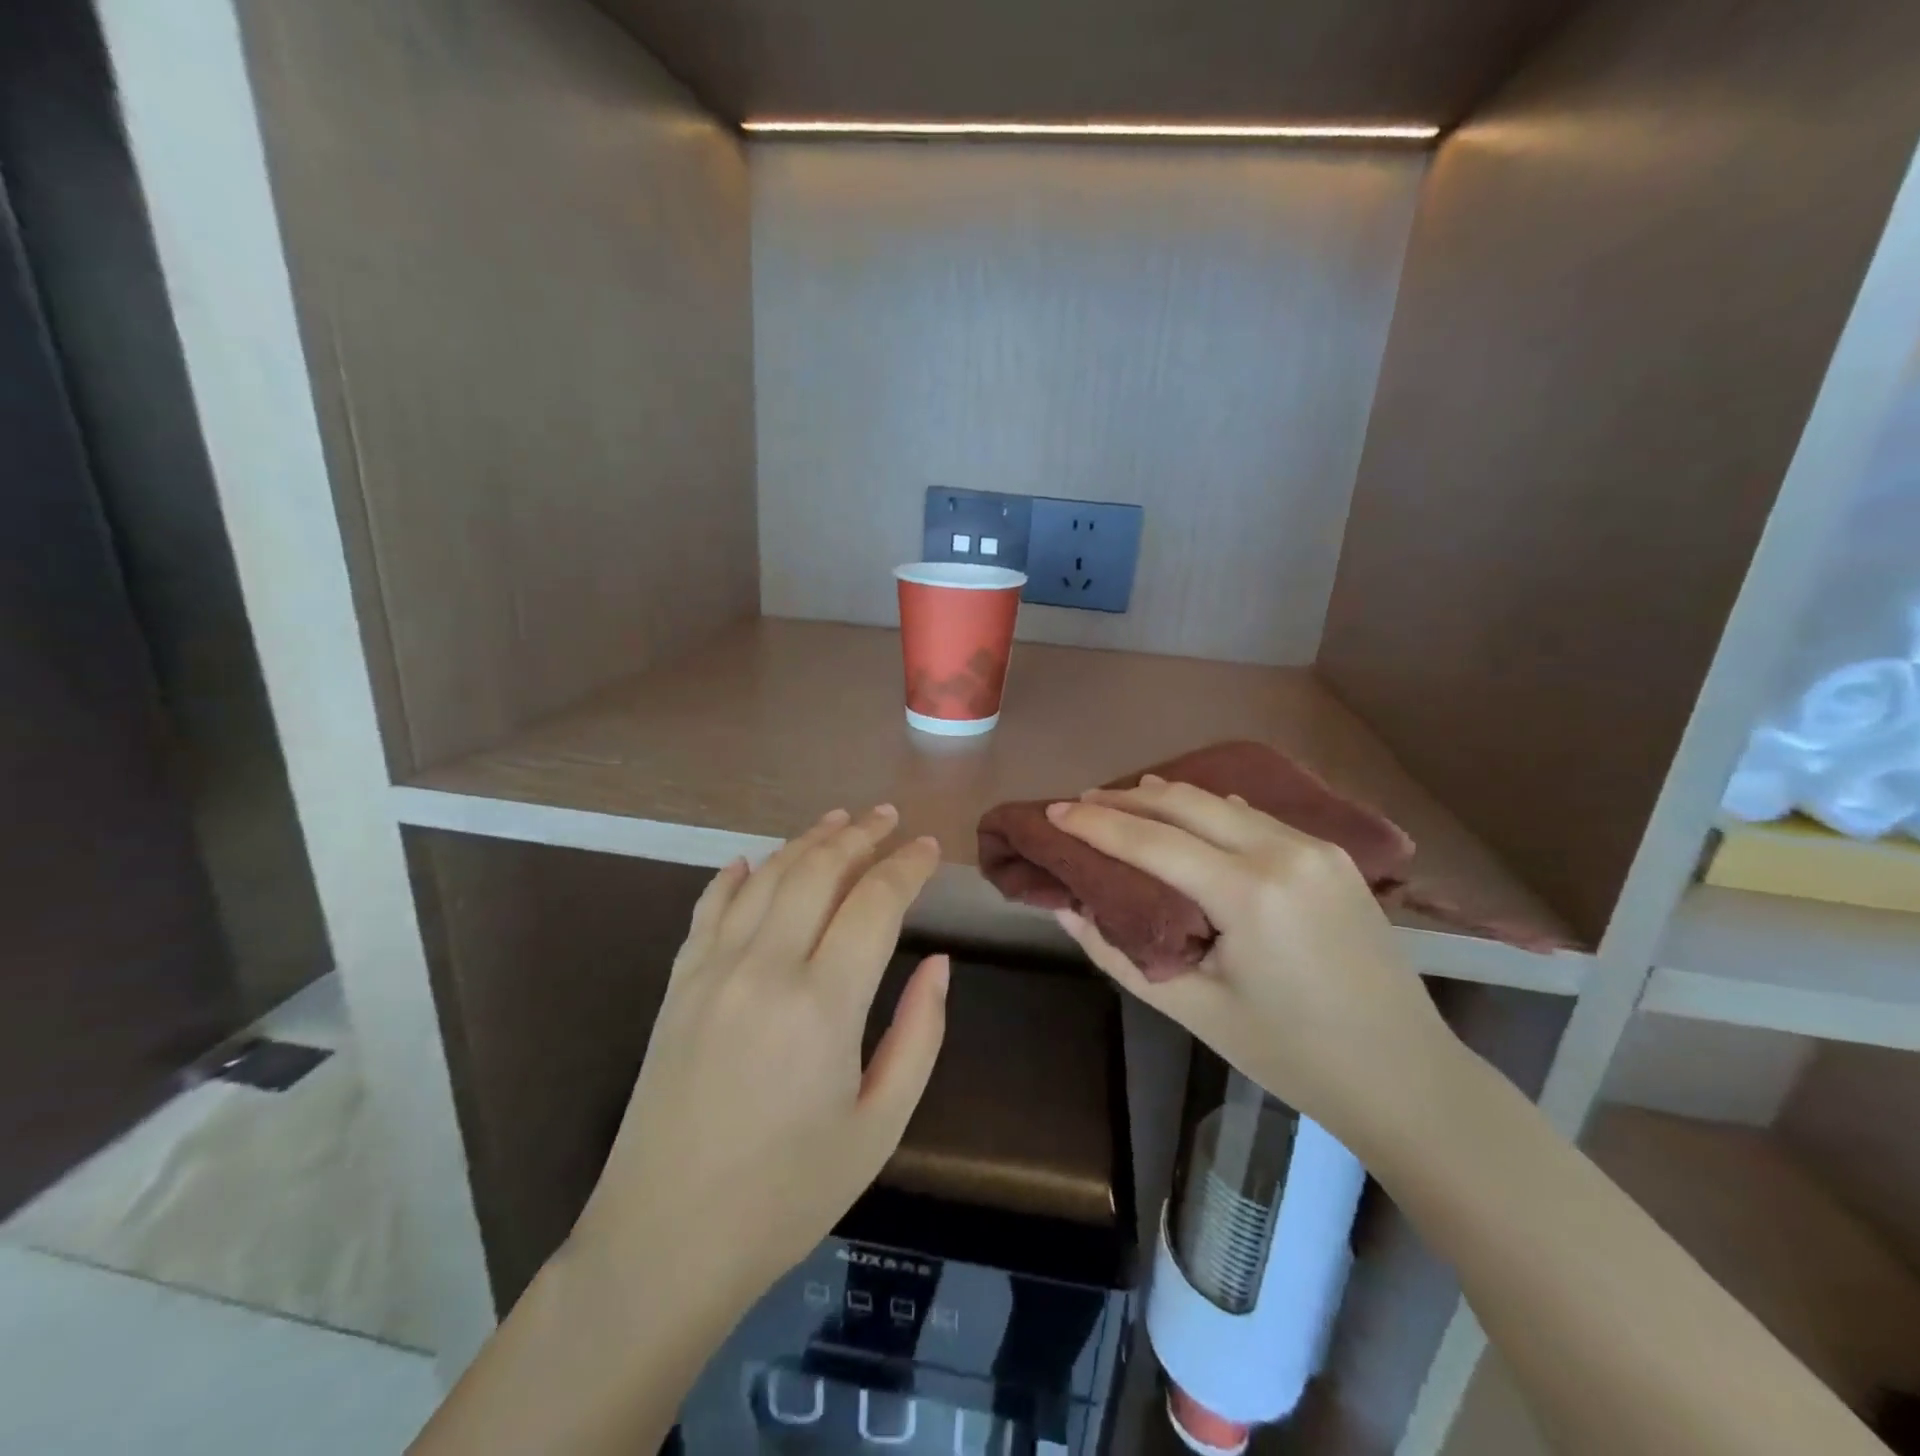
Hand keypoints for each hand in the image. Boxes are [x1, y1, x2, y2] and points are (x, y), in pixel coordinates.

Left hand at [570, 806, 947, 1310]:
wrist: (662, 1242)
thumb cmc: (786, 1194)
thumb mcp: (879, 1127)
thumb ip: (918, 1035)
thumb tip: (939, 963)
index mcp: (822, 1004)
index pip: (874, 902)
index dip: (906, 866)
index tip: (927, 848)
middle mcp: (764, 968)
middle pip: (818, 871)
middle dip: (859, 835)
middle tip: (887, 817)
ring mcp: (711, 970)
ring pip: (766, 876)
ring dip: (806, 842)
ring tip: (838, 821)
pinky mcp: (677, 984)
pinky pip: (709, 908)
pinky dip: (737, 876)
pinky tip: (754, 862)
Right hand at [1046, 777, 1454, 1146]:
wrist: (1405, 1075)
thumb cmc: (1290, 1054)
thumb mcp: (1193, 1009)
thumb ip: (1118, 952)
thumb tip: (1067, 907)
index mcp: (1249, 894)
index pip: (1151, 840)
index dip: (1095, 823)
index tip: (1053, 811)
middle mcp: (1283, 852)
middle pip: (1184, 802)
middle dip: (1123, 798)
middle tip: (1078, 802)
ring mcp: (1314, 847)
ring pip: (1219, 801)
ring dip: (1163, 798)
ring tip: (1117, 803)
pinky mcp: (1331, 853)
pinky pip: (1252, 816)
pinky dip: (1207, 810)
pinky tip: (1182, 816)